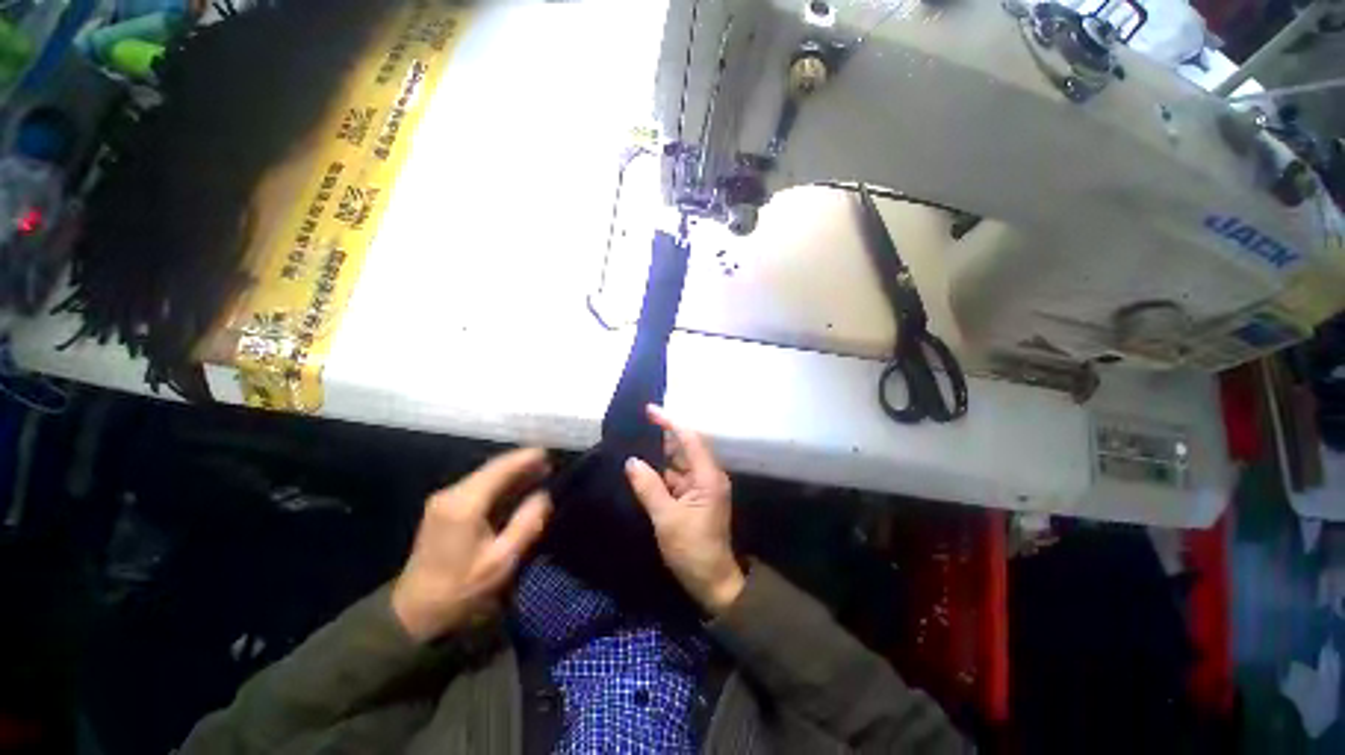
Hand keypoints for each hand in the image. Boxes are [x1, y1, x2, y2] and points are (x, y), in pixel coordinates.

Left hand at [392, 448, 551, 641]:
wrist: (414, 612)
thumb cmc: (461, 588)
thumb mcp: (501, 561)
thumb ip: (526, 524)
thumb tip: (544, 496)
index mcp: (465, 504)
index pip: (500, 468)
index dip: (525, 458)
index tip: (548, 453)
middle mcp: (452, 494)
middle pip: (492, 468)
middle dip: (521, 463)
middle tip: (549, 464)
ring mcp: (444, 500)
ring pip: (485, 476)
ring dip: (512, 472)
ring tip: (539, 472)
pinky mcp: (443, 509)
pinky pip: (478, 486)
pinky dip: (500, 482)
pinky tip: (516, 487)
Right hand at [625, 405, 744, 615]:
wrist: (713, 583)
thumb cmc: (692, 550)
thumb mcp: (666, 519)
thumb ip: (649, 487)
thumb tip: (631, 461)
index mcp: (708, 476)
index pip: (689, 439)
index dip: (670, 422)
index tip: (649, 410)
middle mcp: (708, 476)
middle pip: (685, 447)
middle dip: (662, 436)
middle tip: (637, 426)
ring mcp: (702, 487)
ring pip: (679, 463)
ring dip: (660, 455)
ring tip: (635, 443)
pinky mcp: (696, 498)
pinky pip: (677, 478)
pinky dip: (662, 473)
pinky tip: (643, 469)